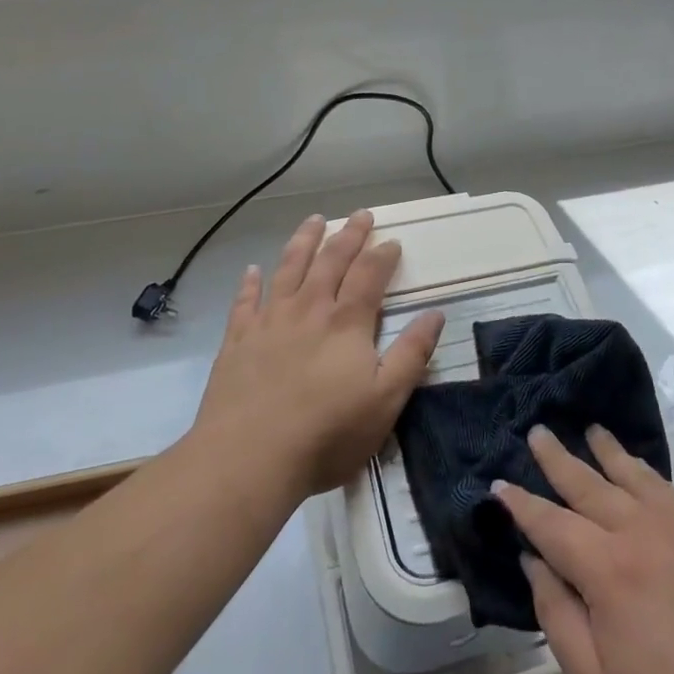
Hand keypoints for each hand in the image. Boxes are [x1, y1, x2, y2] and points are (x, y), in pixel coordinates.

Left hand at [195, 211, 444, 499]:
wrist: (248, 458)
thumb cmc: (327, 433)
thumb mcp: (385, 400)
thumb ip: (412, 354)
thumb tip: (435, 314)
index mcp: (347, 322)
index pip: (369, 275)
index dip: (383, 256)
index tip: (393, 241)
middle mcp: (309, 309)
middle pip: (331, 261)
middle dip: (349, 235)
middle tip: (361, 215)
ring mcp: (269, 321)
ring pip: (289, 268)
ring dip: (303, 241)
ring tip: (314, 220)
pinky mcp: (238, 340)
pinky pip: (245, 301)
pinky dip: (250, 283)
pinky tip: (252, 270)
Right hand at [496, 427, 673, 673]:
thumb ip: (559, 618)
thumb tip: (534, 562)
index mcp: (610, 572)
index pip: (552, 524)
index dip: (521, 504)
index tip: (499, 483)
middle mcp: (647, 534)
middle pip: (590, 485)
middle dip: (558, 458)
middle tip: (537, 431)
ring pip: (637, 477)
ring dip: (608, 452)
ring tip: (591, 431)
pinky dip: (649, 476)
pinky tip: (643, 475)